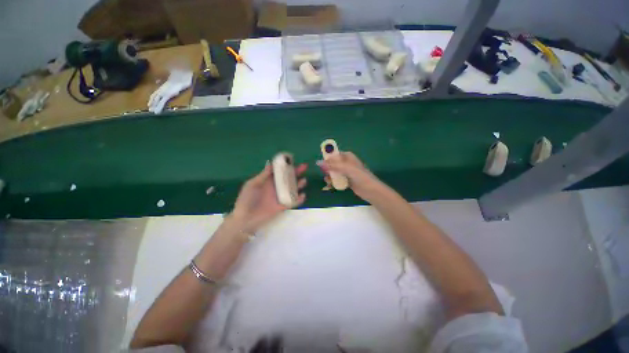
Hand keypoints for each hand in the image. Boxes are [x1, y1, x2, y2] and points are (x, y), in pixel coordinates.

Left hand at [232, 163, 306, 232]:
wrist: (245, 218)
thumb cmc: (246, 199)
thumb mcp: (252, 185)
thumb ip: (262, 176)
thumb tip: (270, 164)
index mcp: (268, 181)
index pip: (279, 171)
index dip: (286, 166)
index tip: (292, 161)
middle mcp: (276, 187)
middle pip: (288, 178)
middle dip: (296, 172)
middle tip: (303, 167)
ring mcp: (280, 197)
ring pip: (292, 189)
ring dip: (299, 185)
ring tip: (303, 181)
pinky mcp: (282, 206)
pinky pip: (292, 202)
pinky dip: (298, 199)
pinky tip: (302, 195)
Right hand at [317, 151, 384, 201]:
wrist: (370, 190)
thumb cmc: (359, 176)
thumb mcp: (345, 168)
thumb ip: (332, 165)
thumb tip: (318, 162)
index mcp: (348, 157)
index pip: (335, 154)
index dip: (328, 158)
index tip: (320, 163)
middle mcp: (347, 163)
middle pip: (333, 164)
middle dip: (328, 168)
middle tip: (324, 173)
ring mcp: (347, 173)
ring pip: (335, 172)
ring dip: (330, 176)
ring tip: (327, 181)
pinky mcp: (347, 181)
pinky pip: (338, 180)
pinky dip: (333, 182)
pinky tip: (330, 186)